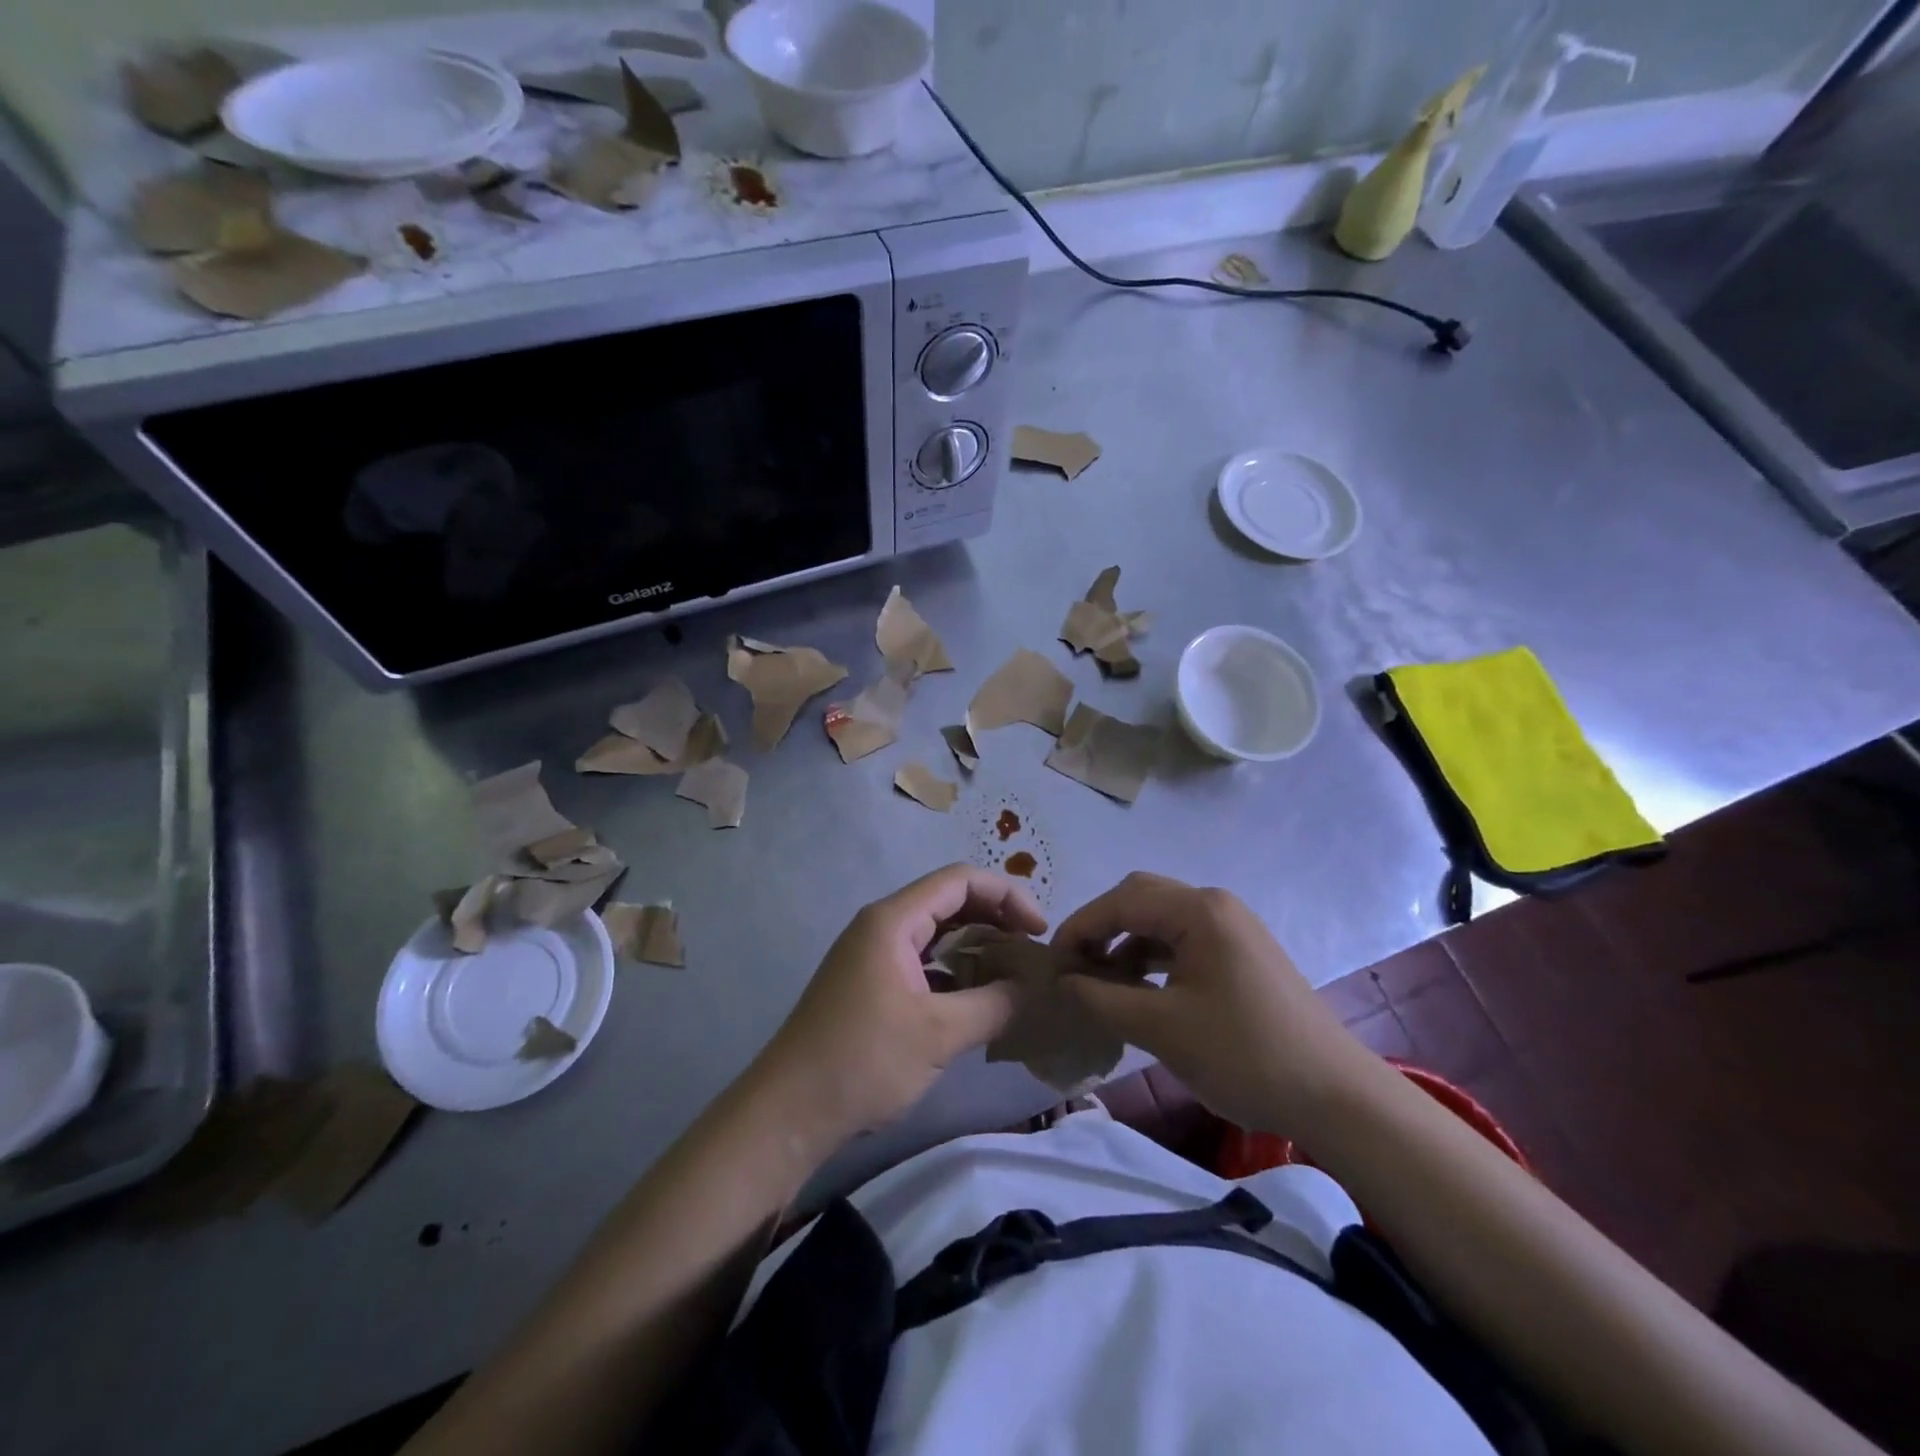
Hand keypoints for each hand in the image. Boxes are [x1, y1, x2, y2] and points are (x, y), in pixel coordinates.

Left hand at [757, 864, 1046, 1143]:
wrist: (788, 1112)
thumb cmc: (862, 1061)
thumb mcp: (938, 1034)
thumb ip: (993, 1004)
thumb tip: (1033, 988)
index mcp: (893, 920)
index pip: (960, 881)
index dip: (1006, 895)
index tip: (1039, 930)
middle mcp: (882, 926)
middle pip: (949, 901)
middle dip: (995, 918)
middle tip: (1032, 950)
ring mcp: (874, 956)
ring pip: (937, 933)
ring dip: (976, 945)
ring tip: (1014, 972)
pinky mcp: (872, 984)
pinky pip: (924, 962)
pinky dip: (955, 971)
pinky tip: (979, 998)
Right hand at [1055, 872, 1379, 1134]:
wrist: (1335, 1096)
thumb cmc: (1244, 1055)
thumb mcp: (1161, 1028)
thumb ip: (1101, 999)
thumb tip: (1062, 981)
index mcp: (1199, 910)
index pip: (1121, 901)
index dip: (1080, 927)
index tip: (1052, 963)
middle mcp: (1215, 905)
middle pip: (1141, 898)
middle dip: (1101, 928)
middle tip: (1075, 966)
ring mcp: (1232, 927)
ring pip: (1161, 920)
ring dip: (1126, 944)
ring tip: (1100, 982)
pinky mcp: (1241, 953)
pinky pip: (1183, 941)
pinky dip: (1152, 958)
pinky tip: (1138, 989)